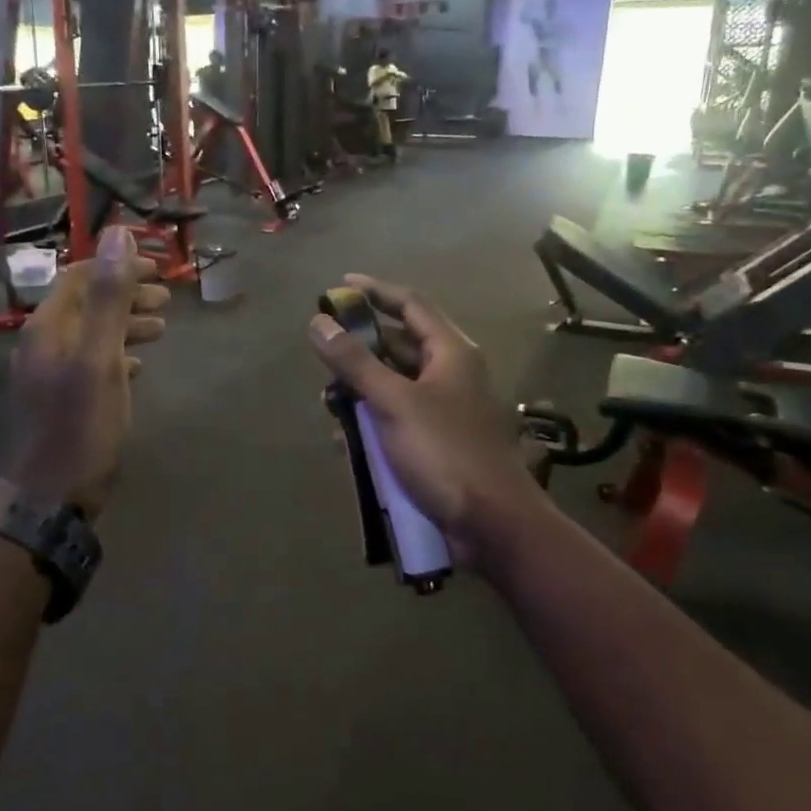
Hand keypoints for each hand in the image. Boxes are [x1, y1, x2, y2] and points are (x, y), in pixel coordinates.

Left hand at [8, 227, 168, 517]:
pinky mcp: (59, 400)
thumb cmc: (80, 424)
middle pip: (86, 304)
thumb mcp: (99, 357)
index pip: (80, 276)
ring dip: (125, 324)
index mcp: (48, 327)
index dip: (119, 266)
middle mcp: (42, 343)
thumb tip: (116, 233)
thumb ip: (108, 297)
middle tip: (166, 299)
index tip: (159, 268)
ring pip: (90, 333)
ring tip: (161, 328)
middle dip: (126, 294)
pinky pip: (90, 362)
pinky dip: (116, 353)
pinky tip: (137, 366)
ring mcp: (48, 373)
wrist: (52, 496)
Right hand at [309, 275, 543, 564]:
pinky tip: (346, 441)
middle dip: (360, 349)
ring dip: (360, 392)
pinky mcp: (435, 444)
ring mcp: (444, 411)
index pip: (411, 304)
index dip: (376, 291)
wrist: (492, 525)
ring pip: (393, 387)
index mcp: (451, 353)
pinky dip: (371, 425)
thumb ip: (355, 362)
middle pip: (399, 346)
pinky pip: (395, 421)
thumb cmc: (445, 452)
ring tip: (330, 403)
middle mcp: (450, 375)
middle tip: (324, 352)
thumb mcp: (394, 402)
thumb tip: (319, 323)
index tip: (340, 286)